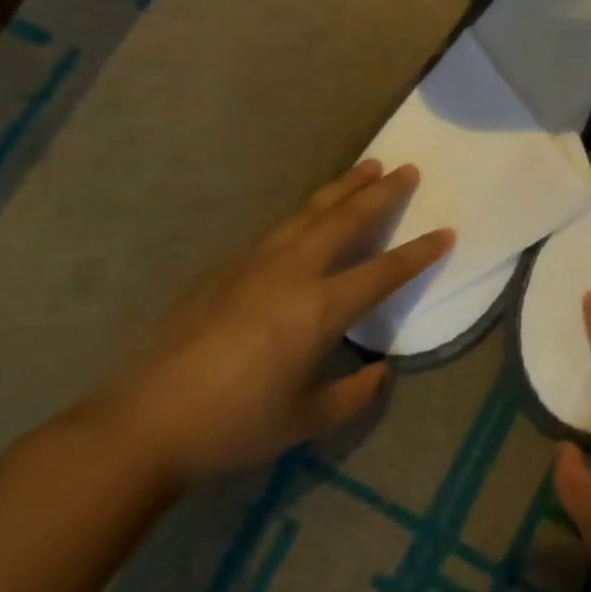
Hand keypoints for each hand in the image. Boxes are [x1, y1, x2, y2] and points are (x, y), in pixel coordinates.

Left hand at [83, 160, 452, 487]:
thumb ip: (353, 393)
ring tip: (366, 166)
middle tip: (407, 168)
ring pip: (309, 212)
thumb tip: (380, 371)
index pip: (385, 271)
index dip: (420, 252)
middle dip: (382, 192)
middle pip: (347, 219)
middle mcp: (293, 272)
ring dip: (343, 188)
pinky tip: (309, 213)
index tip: (447, 231)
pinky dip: (305, 211)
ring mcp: (255, 263)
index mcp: (321, 308)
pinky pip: (278, 228)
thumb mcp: (306, 419)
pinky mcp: (225, 268)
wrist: (143, 423)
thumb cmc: (234, 424)